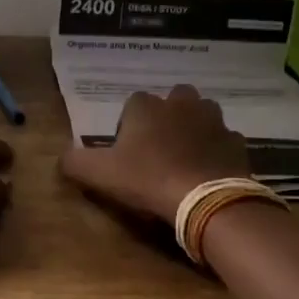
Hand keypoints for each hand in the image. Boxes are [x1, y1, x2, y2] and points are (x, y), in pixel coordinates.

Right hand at [59, 85, 249, 221]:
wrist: (204, 198)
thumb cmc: (147, 179)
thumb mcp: (100, 174)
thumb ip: (76, 163)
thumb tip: (62, 159)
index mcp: (146, 106)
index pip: (132, 104)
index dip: (128, 126)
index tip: (126, 152)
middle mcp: (181, 103)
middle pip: (172, 100)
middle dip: (166, 118)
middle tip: (158, 149)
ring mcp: (213, 120)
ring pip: (201, 114)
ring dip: (194, 128)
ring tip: (185, 157)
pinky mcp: (236, 142)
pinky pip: (223, 140)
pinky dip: (216, 151)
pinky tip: (209, 171)